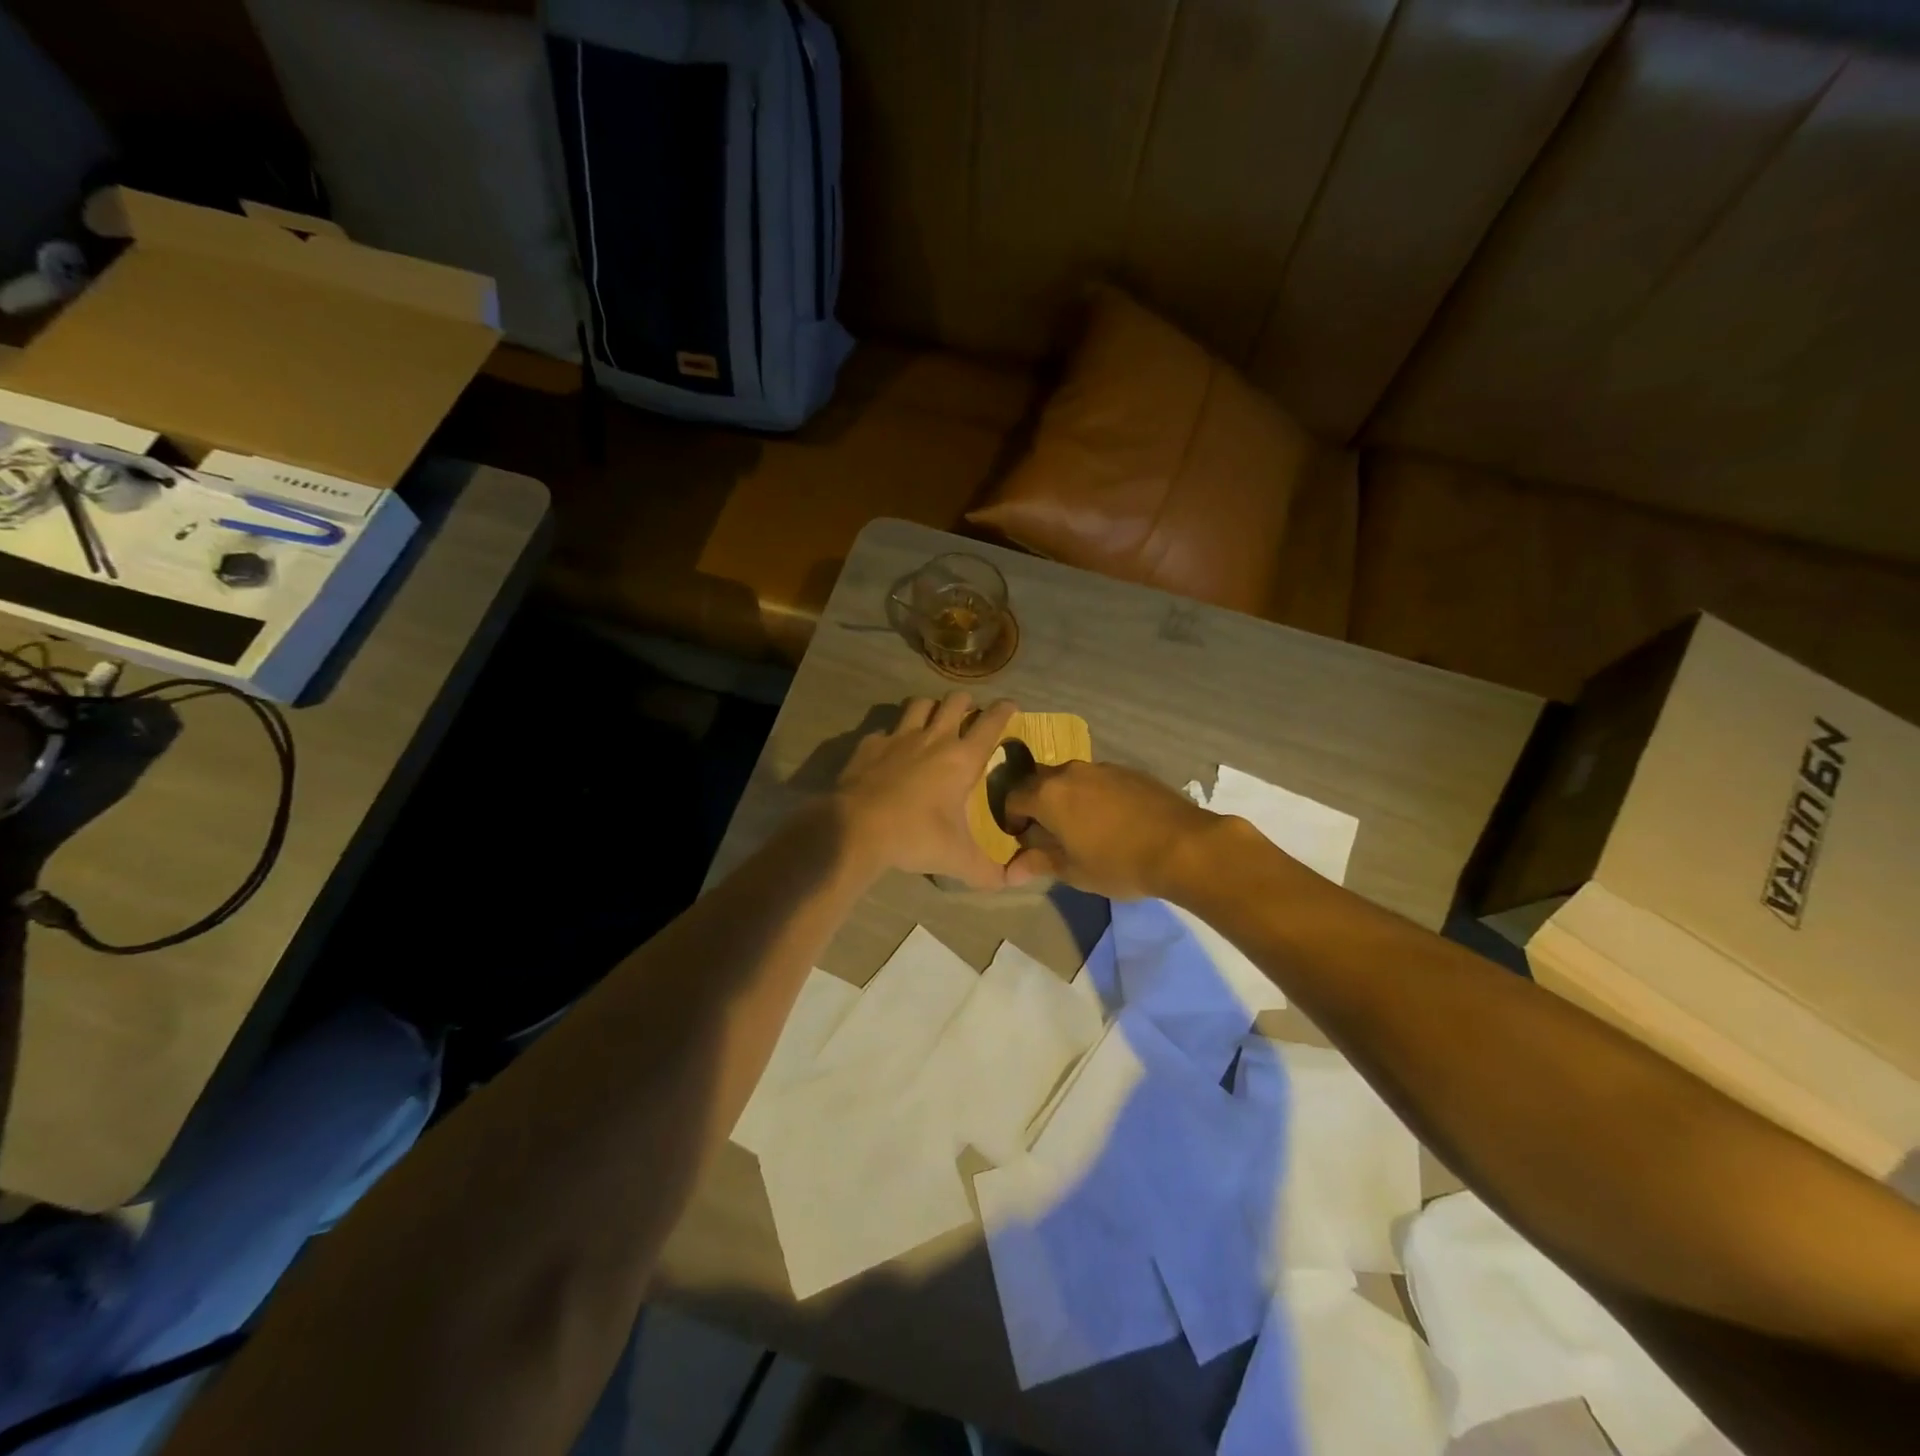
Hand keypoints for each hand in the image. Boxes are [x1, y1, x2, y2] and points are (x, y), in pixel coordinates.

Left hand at [834, 693, 1016, 889]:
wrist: (855, 828)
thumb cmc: (915, 836)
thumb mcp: (957, 859)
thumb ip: (987, 871)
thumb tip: (1011, 883)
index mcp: (962, 759)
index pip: (991, 723)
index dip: (1004, 710)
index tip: (1011, 705)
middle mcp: (934, 738)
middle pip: (955, 701)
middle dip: (967, 701)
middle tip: (970, 712)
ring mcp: (899, 737)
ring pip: (920, 704)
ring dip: (931, 707)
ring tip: (933, 719)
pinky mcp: (870, 745)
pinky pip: (886, 730)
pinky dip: (893, 735)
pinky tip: (891, 750)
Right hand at [1003, 760, 1222, 898]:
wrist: (1183, 845)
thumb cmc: (1118, 862)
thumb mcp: (1074, 871)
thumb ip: (1039, 863)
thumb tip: (1010, 872)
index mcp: (1048, 794)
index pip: (1013, 798)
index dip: (1011, 818)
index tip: (1021, 838)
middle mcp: (1070, 772)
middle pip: (1040, 782)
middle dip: (1037, 804)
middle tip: (1048, 832)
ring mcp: (1102, 768)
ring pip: (1071, 779)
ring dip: (1067, 798)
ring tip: (1082, 826)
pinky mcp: (1129, 771)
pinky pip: (1099, 780)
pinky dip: (1094, 795)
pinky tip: (1112, 820)